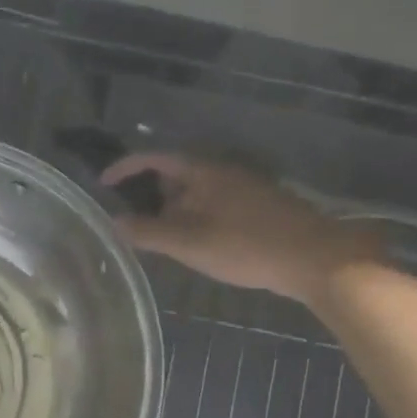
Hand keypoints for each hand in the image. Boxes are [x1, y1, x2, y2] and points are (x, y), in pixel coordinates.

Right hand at [101, 153, 381, 302]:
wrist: (313, 258)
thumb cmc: (246, 246)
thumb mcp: (189, 242)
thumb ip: (148, 232)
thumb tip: (113, 222)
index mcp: (203, 171)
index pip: (155, 158)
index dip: (126, 168)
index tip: (103, 184)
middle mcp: (221, 172)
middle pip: (173, 176)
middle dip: (147, 196)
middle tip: (128, 223)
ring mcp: (240, 189)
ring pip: (193, 195)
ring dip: (170, 212)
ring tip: (155, 240)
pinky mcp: (253, 209)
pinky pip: (210, 207)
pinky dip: (191, 220)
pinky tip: (190, 247)